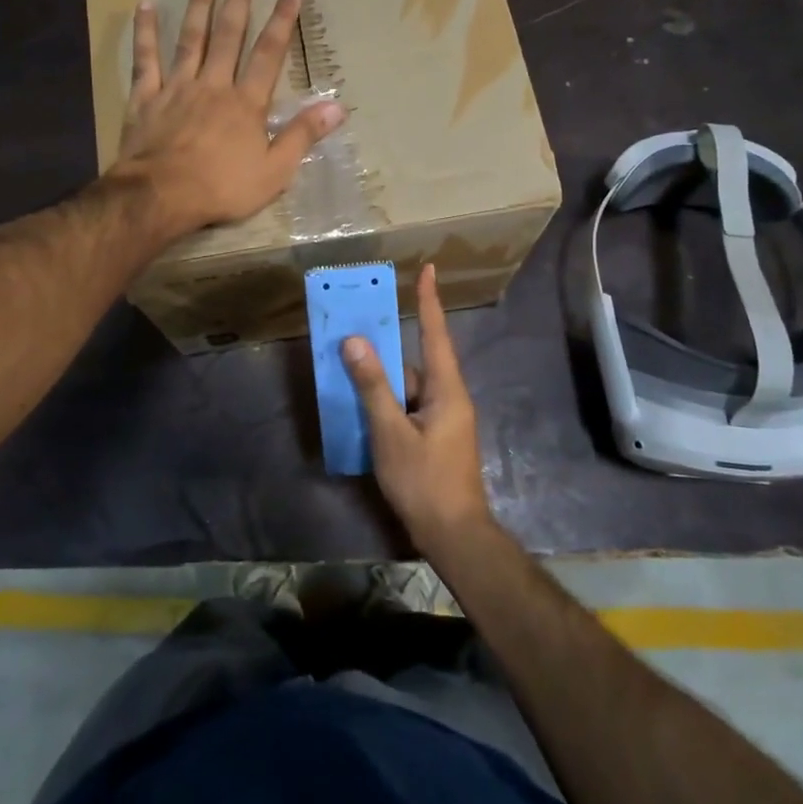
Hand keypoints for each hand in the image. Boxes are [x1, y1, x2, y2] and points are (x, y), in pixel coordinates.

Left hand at [117, 0, 345, 235]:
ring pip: (190, 39)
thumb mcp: (274, 171)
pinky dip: (146, 32)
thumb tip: (338, 107)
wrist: (161, 196)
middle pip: (228, 36)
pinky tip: (145, 6)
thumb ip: (303, 136)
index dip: (282, 20)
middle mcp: (213, 85)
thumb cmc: (222, 188)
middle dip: (238, 1)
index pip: (269, 54)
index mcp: (246, 103)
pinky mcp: (146, 98)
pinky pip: (146, 58)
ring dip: (198, 5)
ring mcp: (177, 88)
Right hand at [342, 264, 492, 551]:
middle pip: (417, 361)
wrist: (453, 534)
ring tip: (349, 367)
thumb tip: (355, 342)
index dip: (430, 300)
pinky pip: (409, 407)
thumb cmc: (424, 481)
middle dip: (388, 346)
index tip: (428, 269)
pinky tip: (362, 407)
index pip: (437, 334)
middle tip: (358, 327)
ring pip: (410, 387)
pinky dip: (387, 402)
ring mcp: (444, 419)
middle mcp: (449, 398)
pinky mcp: (436, 437)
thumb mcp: (391, 433)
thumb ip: (373, 387)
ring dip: (383, 379)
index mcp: (447, 390)